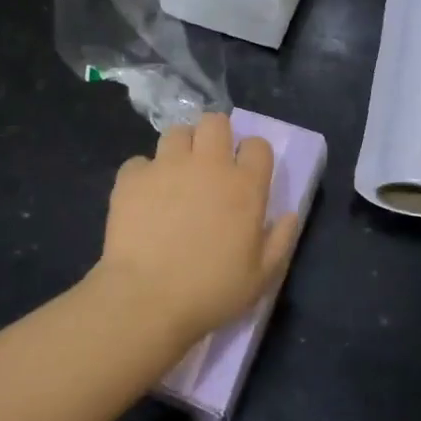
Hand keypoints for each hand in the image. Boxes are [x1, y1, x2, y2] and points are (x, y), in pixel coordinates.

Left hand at [95, 113, 300, 343]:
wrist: (147, 299)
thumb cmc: (211, 291)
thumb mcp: (261, 277)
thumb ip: (281, 240)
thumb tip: (288, 215)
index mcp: (245, 186)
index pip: (258, 145)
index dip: (253, 155)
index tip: (247, 174)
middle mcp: (208, 164)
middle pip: (215, 121)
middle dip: (215, 135)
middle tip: (210, 164)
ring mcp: (167, 166)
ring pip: (176, 132)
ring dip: (180, 149)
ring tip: (175, 176)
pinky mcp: (132, 177)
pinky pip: (139, 162)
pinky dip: (143, 175)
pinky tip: (143, 198)